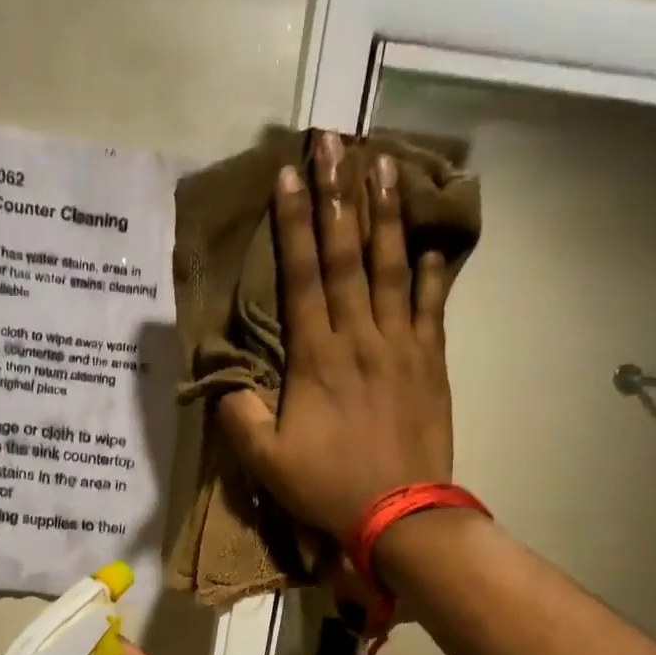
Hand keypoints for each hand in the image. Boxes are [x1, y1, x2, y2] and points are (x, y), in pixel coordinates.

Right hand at [218, 131, 454, 541]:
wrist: (400, 513)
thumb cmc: (328, 486)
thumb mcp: (265, 462)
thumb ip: (239, 416)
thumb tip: (222, 381)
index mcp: (316, 359)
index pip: (302, 278)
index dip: (295, 224)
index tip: (289, 174)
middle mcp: (359, 339)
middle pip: (348, 256)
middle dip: (339, 197)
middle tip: (335, 142)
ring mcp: (401, 347)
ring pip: (392, 269)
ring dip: (388, 215)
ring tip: (386, 164)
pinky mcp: (431, 364)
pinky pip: (432, 308)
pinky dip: (433, 273)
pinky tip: (432, 244)